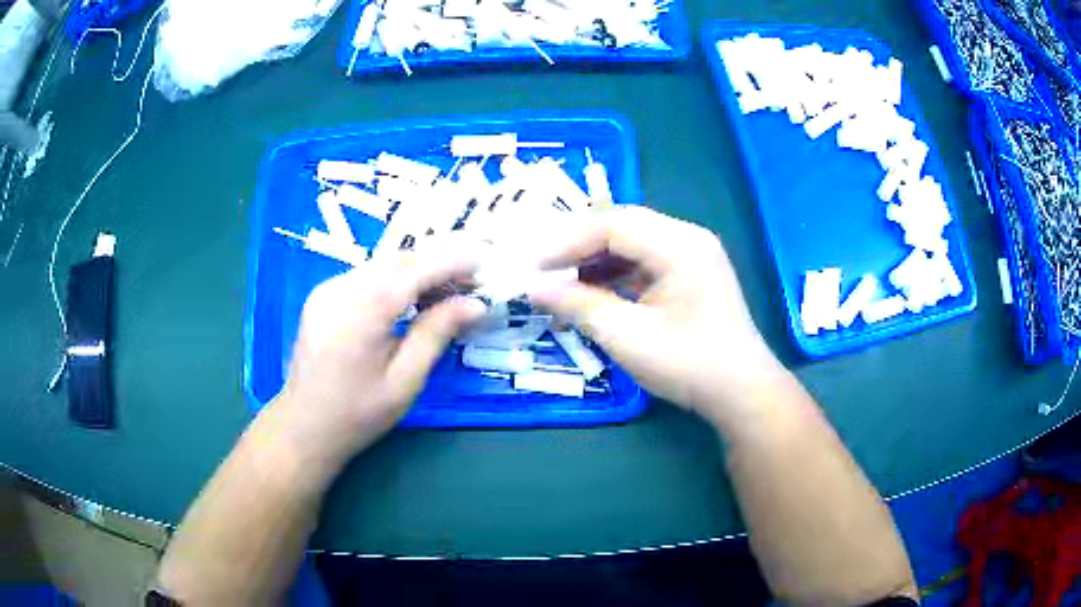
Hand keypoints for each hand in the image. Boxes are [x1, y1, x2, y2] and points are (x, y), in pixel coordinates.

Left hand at [272, 246, 485, 468]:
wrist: (303, 426)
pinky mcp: (322, 296)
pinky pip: (366, 276)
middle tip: (471, 279)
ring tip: (448, 288)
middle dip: (437, 262)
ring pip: (381, 265)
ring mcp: (327, 290)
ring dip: (417, 270)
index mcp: (360, 314)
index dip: (450, 263)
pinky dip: (395, 279)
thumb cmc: (357, 414)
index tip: (482, 263)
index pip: (412, 273)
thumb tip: (474, 304)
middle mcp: (340, 290)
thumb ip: (436, 335)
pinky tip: (412, 297)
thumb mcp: (404, 382)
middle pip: (396, 261)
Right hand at [529, 206, 785, 429]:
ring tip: (564, 284)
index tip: (534, 266)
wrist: (741, 392)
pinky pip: (646, 261)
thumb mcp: (626, 336)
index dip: (567, 242)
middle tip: (544, 269)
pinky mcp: (692, 274)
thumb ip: (577, 305)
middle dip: (579, 246)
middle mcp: (687, 238)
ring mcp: (693, 255)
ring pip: (633, 242)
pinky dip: (617, 274)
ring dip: (597, 260)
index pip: (612, 224)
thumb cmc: (688, 364)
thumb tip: (532, 287)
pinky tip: (595, 293)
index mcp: (678, 244)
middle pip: (622, 226)